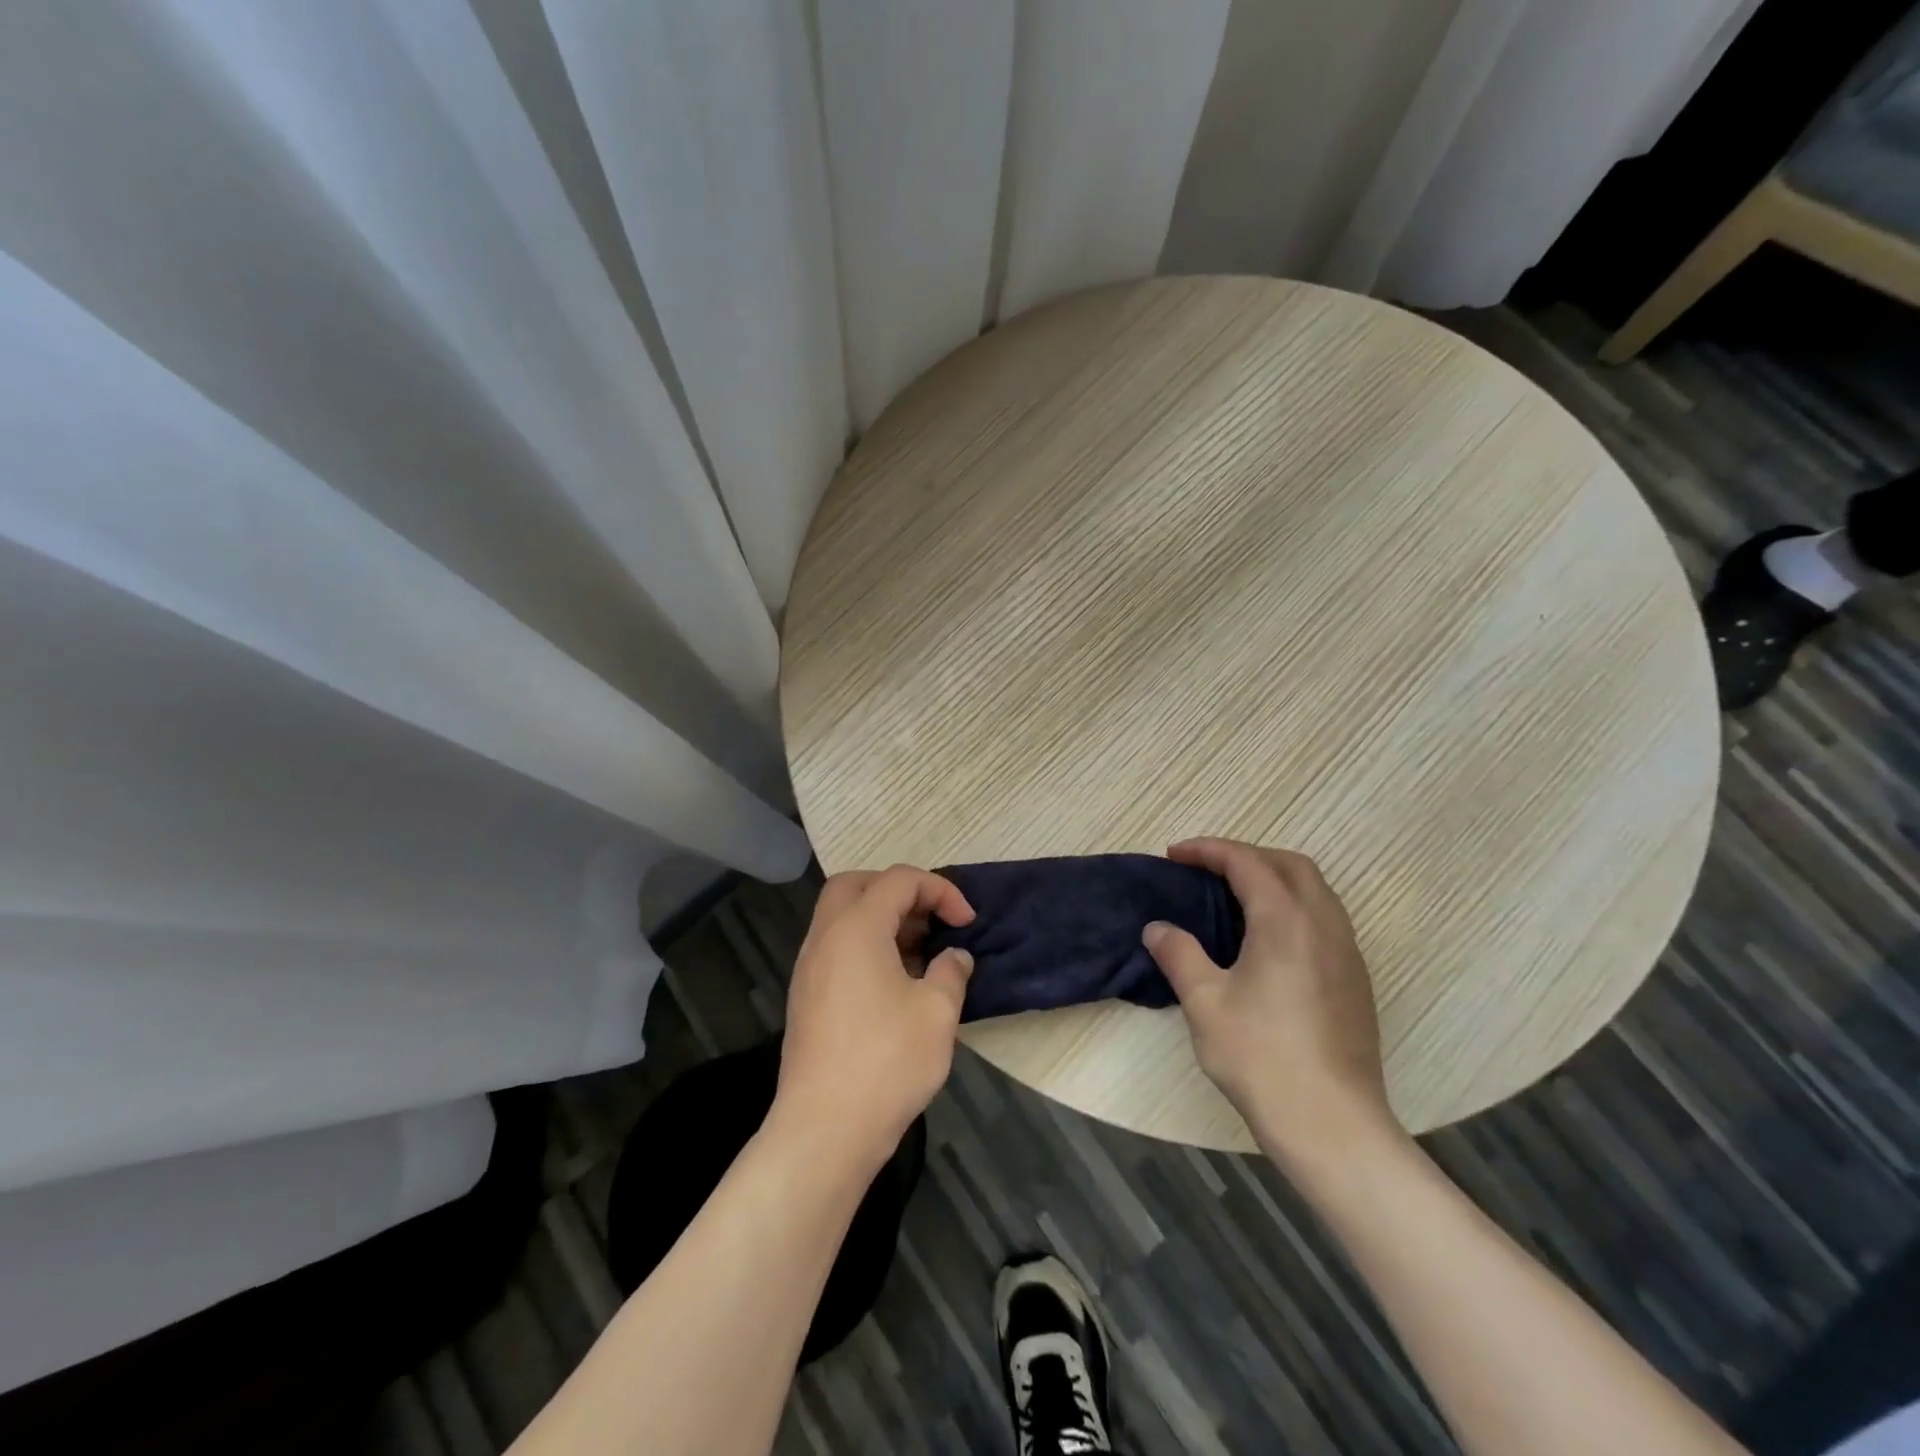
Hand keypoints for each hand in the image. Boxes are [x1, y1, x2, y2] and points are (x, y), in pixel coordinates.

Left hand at [773, 866, 976, 1169]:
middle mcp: (825, 937)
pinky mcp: (805, 996)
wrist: (824, 1129)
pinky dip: (864, 944)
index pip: (899, 880)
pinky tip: (894, 981)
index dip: (940, 890)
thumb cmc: (886, 1063)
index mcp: (856, 928)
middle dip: (898, 890)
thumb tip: (955, 956)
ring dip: (880, 918)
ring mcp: (809, 967)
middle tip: (930, 918)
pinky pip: (835, 946)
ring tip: (919, 951)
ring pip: (841, 916)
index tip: (966, 923)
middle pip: (856, 884)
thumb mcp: (937, 1013)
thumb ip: (951, 971)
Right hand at [1143, 838, 1396, 1160]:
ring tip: (1235, 898)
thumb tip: (1158, 929)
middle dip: (1247, 855)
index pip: (1246, 862)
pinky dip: (1294, 906)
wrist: (1332, 1125)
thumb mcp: (1205, 1002)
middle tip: (1207, 870)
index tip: (1174, 855)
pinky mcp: (1356, 980)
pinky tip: (1268, 940)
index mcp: (1285, 920)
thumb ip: (1179, 954)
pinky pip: (1325, 918)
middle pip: (1290, 864)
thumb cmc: (1261, 1057)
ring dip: (1275, 878)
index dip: (1208, 850)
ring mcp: (1347, 952)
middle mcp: (1323, 924)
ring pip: (1314, 890)